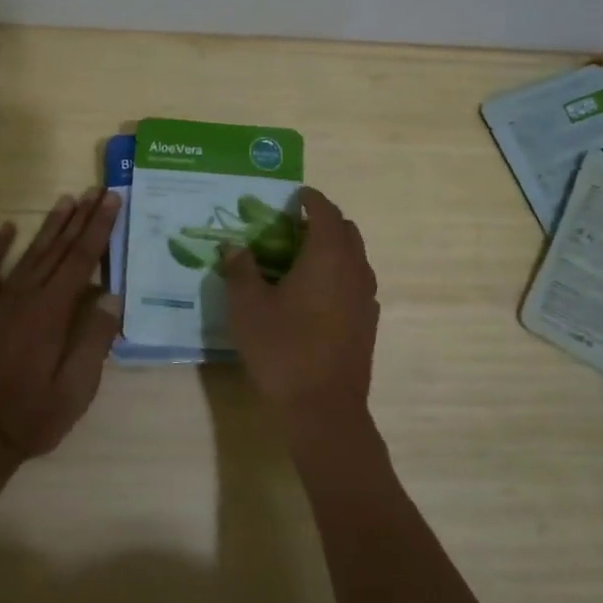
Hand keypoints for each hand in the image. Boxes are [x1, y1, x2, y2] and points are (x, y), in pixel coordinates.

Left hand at [0, 189, 122, 460]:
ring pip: (29, 254)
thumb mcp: (76, 388)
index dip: (99, 229)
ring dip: (49, 226)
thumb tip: (111, 297)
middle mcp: (26, 297)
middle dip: (80, 218)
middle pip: (58, 249)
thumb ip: (94, 340)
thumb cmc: (33, 415)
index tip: (112, 201)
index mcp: (52, 312)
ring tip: (66, 199)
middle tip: (97, 190)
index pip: (82, 260)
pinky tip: (6, 228)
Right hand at [219, 187, 379, 458]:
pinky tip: (317, 294)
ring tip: (304, 258)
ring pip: (355, 258)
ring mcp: (366, 298)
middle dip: (324, 221)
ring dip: (334, 248)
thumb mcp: (248, 307)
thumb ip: (241, 270)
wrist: (323, 408)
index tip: (296, 195)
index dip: (311, 199)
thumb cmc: (283, 349)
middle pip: (347, 231)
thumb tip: (234, 246)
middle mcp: (354, 269)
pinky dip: (340, 274)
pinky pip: (357, 282)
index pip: (326, 212)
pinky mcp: (368, 323)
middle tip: (294, 225)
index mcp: (327, 256)